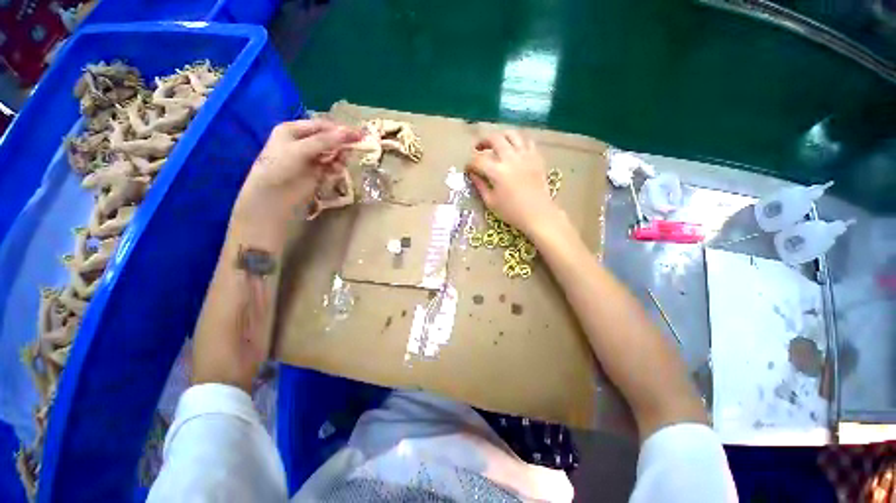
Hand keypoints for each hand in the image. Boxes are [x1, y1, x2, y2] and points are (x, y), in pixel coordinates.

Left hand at [234, 119, 361, 223]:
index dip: (339, 130)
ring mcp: (310, 158)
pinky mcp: (317, 173)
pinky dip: (336, 167)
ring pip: (332, 153)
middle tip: (353, 149)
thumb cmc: (280, 167)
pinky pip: (331, 166)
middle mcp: (302, 142)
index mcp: (293, 130)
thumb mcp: (301, 150)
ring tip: (342, 163)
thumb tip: (348, 133)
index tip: (357, 135)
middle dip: (340, 144)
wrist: (273, 196)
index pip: (321, 126)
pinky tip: (337, 171)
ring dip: (339, 157)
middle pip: (328, 139)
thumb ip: (325, 141)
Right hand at [465, 130, 561, 235]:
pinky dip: (518, 142)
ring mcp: (525, 155)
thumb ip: (480, 185)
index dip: (470, 163)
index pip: (478, 160)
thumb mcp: (490, 201)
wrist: (538, 214)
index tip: (468, 168)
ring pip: (512, 134)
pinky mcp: (536, 157)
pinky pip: (527, 141)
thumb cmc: (512, 211)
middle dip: (482, 142)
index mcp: (497, 171)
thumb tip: (472, 174)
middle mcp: (511, 158)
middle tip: (478, 149)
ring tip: (496, 144)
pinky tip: (514, 150)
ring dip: (500, 136)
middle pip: (494, 139)